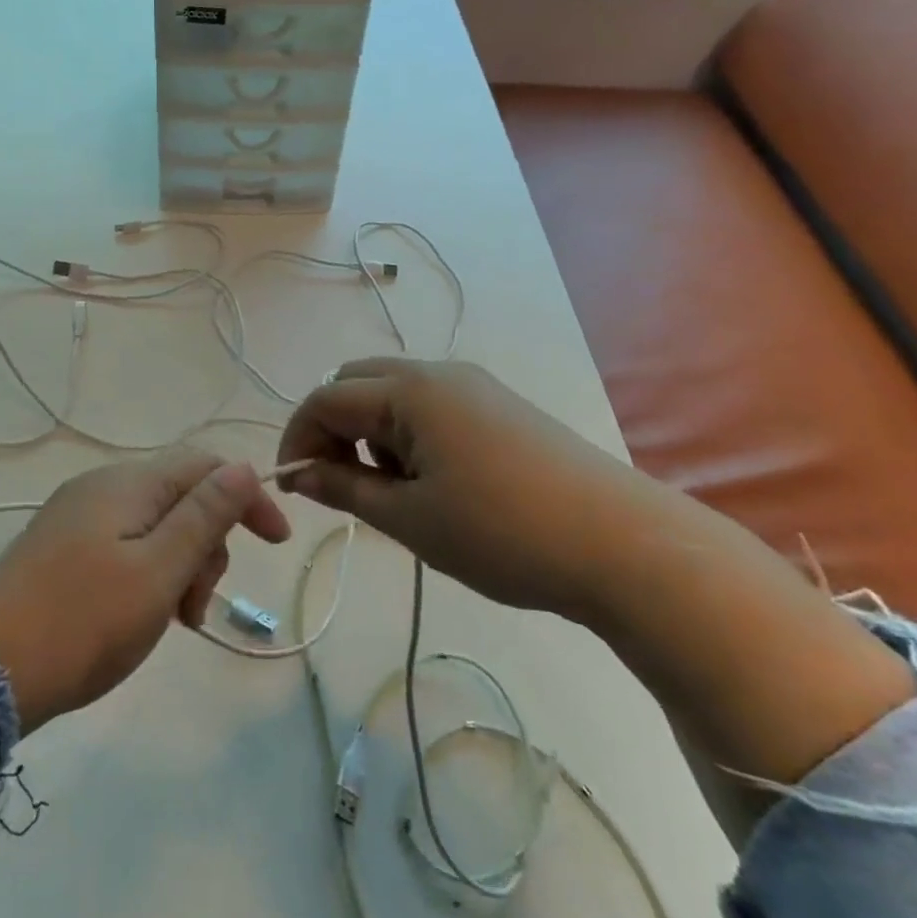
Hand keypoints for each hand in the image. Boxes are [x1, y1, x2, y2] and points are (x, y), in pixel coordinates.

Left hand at [0, 449, 290, 733]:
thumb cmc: (83, 622)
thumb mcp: (158, 572)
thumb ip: (204, 516)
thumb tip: (244, 467)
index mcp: (128, 483)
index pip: (206, 465)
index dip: (247, 497)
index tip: (277, 545)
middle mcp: (102, 487)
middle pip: (182, 497)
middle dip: (207, 545)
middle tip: (196, 608)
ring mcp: (78, 517)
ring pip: (156, 526)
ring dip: (180, 567)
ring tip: (172, 622)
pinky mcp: (61, 548)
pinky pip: (126, 546)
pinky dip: (149, 575)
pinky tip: (142, 616)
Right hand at [278, 360, 916, 847]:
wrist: (623, 544)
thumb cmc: (502, 532)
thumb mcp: (409, 518)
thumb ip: (344, 488)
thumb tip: (298, 473)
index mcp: (410, 389)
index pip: (326, 398)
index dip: (298, 438)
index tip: (293, 487)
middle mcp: (439, 372)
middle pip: (357, 383)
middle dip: (333, 428)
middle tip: (338, 485)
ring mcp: (475, 387)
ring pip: (395, 395)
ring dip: (371, 432)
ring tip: (388, 493)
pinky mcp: (500, 407)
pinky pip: (431, 407)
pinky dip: (408, 436)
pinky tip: (430, 483)